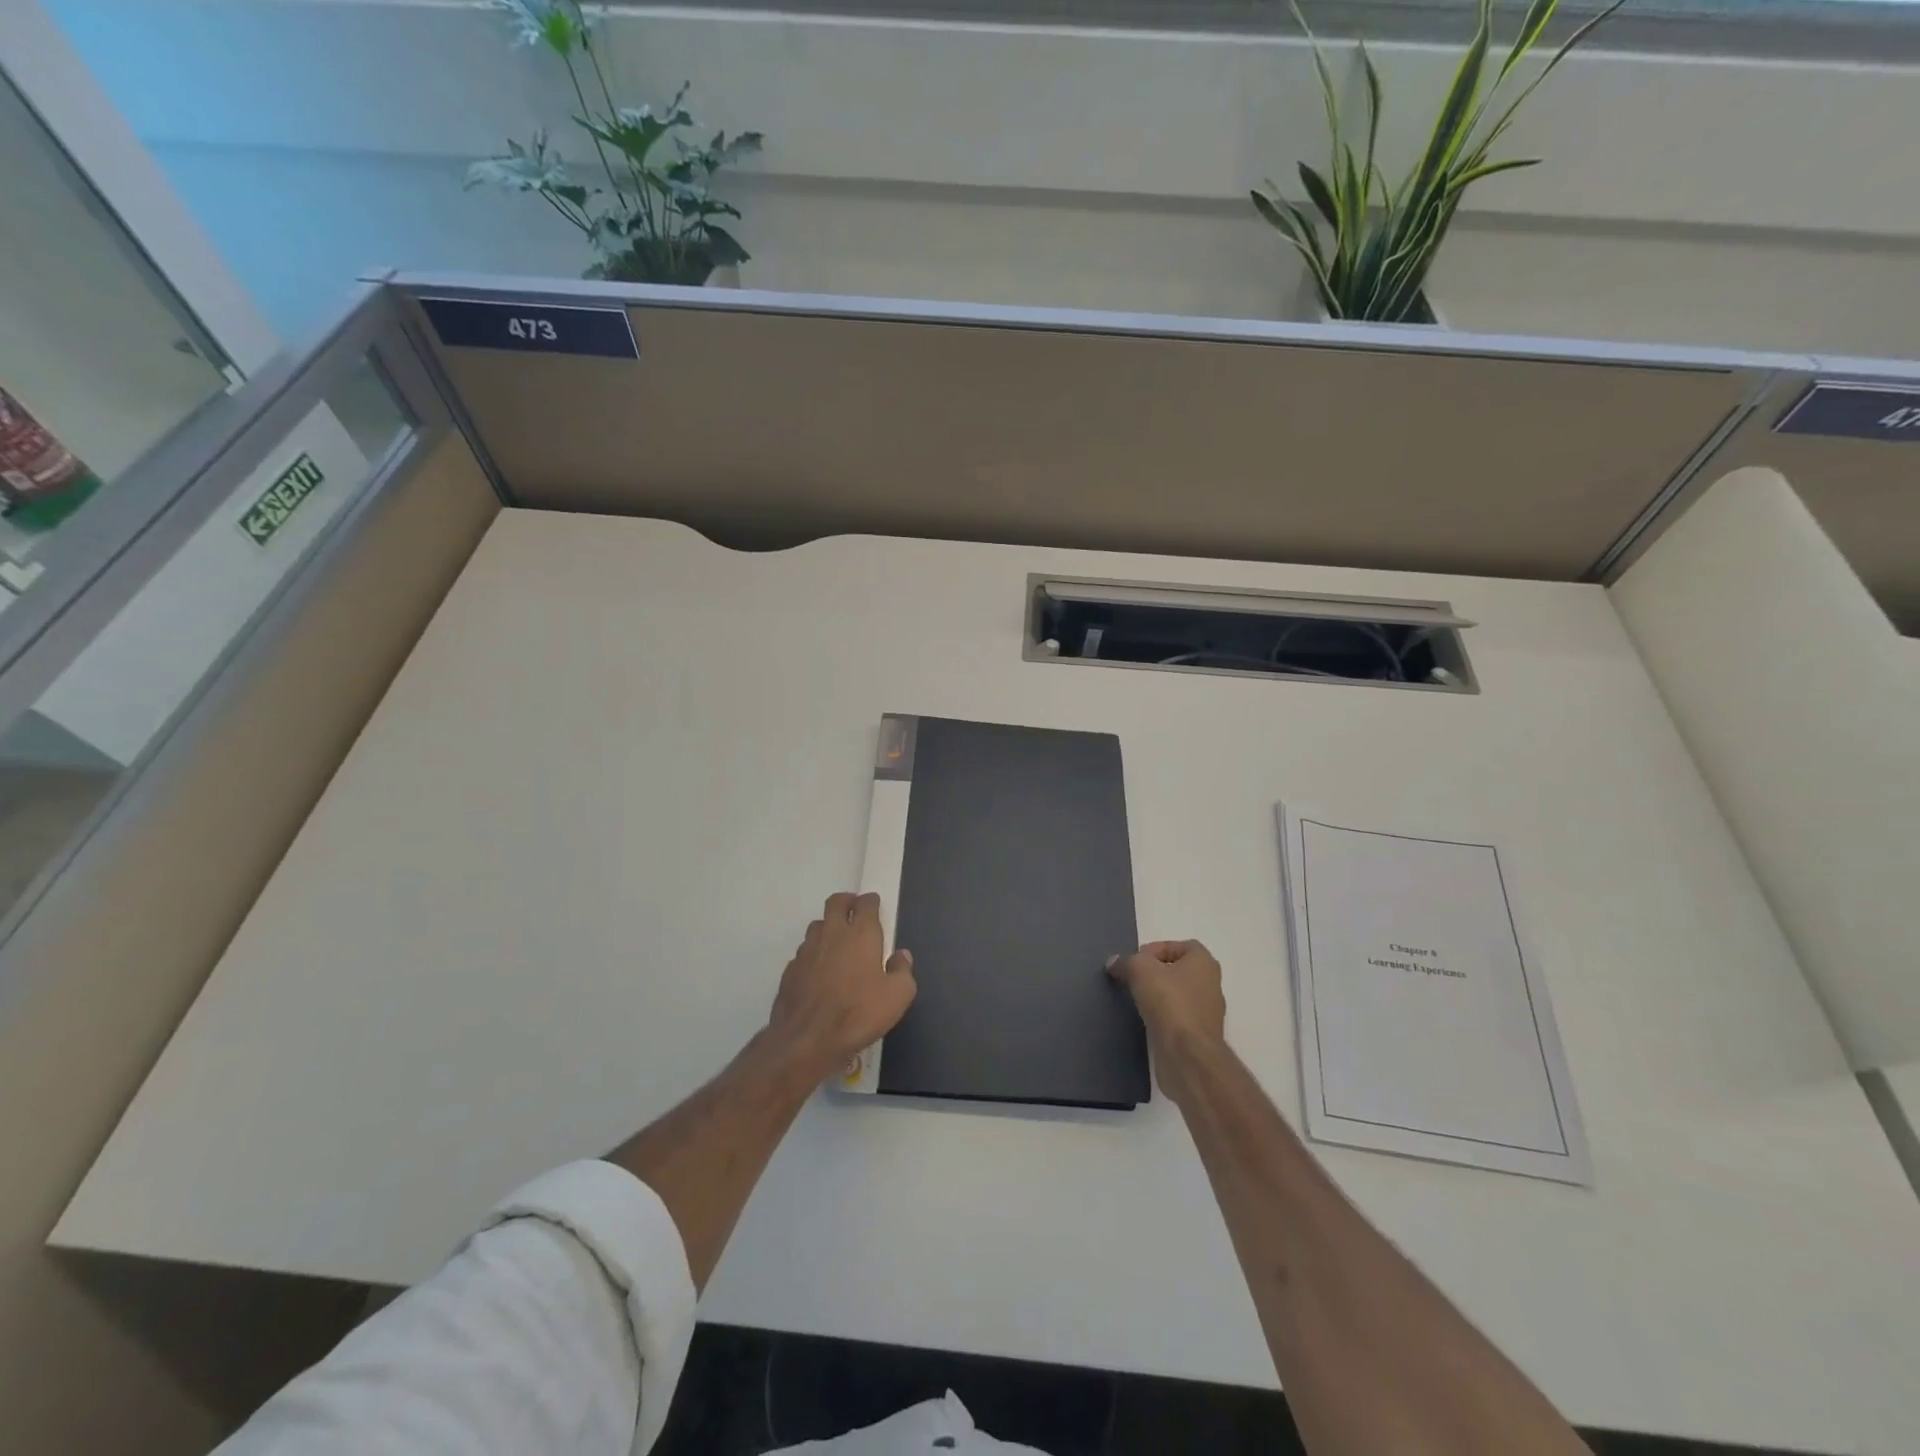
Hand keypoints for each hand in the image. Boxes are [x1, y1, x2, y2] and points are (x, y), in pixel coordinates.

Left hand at [769, 892, 916, 1078]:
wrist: (807, 1040)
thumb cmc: (859, 1013)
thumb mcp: (897, 996)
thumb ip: (903, 971)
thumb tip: (900, 956)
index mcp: (860, 934)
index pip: (865, 903)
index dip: (871, 901)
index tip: (875, 905)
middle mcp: (832, 934)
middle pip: (836, 902)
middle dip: (847, 902)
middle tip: (854, 911)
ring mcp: (807, 951)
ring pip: (817, 926)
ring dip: (828, 927)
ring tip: (838, 942)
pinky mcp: (790, 970)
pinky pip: (804, 952)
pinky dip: (814, 953)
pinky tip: (819, 971)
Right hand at [1107, 940, 1226, 1104]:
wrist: (1187, 1054)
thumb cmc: (1169, 1001)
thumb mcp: (1140, 969)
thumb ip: (1126, 961)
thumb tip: (1114, 963)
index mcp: (1204, 963)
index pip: (1180, 946)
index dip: (1156, 949)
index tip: (1136, 962)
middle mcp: (1211, 985)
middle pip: (1178, 971)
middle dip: (1155, 974)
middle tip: (1133, 979)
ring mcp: (1207, 1013)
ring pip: (1178, 996)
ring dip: (1158, 997)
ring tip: (1136, 1001)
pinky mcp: (1199, 1037)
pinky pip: (1177, 1019)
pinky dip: (1162, 1018)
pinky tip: (1145, 1021)